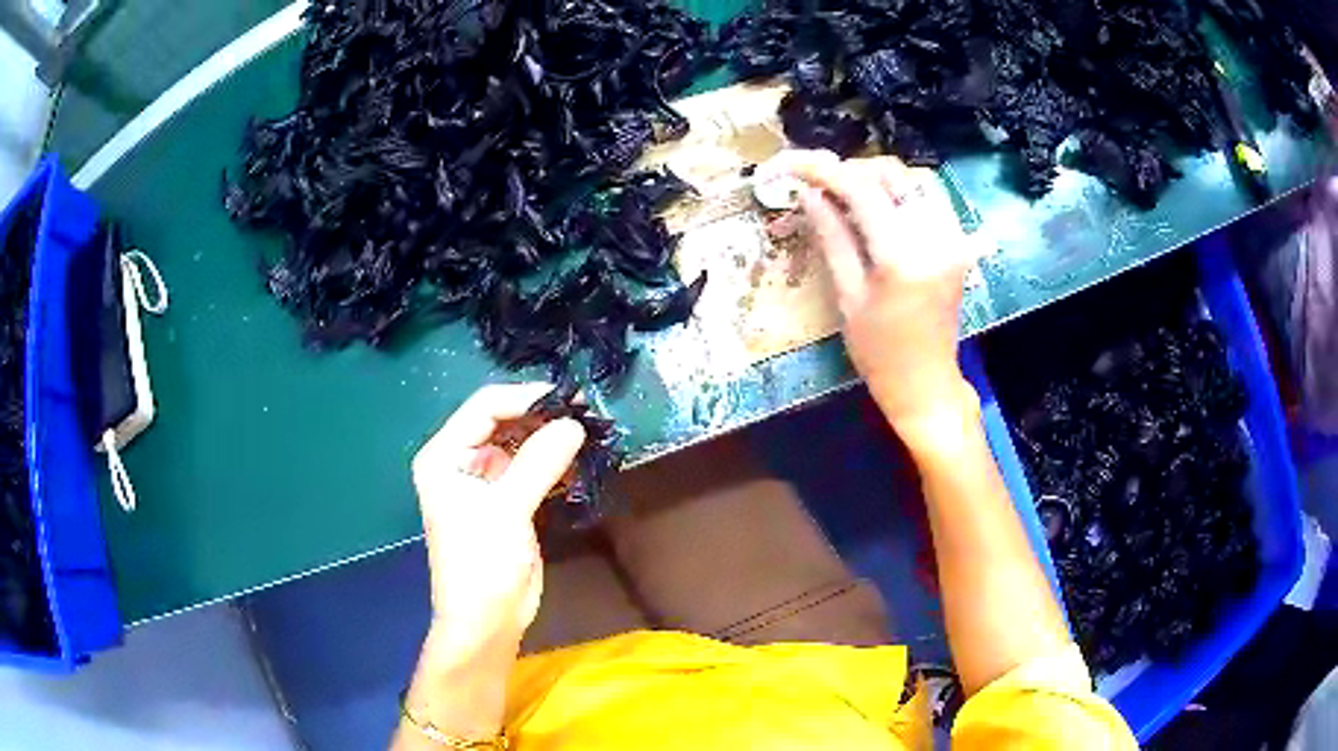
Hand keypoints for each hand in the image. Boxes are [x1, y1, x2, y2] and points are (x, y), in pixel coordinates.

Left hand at [411, 383, 585, 664]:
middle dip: (541, 417)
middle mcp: (461, 461)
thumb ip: (539, 462)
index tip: (569, 399)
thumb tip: (575, 423)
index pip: (484, 408)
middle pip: (503, 422)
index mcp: (444, 455)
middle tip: (586, 413)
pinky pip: (533, 469)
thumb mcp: (506, 509)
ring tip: (588, 433)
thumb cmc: (482, 562)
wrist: (488, 620)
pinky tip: (580, 462)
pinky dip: (555, 463)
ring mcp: (486, 482)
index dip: (525, 398)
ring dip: (551, 439)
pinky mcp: (509, 501)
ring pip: (521, 445)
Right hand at [782, 151, 980, 438]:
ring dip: (877, 179)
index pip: (861, 189)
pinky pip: (928, 199)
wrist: (927, 384)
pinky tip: (878, 210)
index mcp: (902, 256)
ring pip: (913, 181)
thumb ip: (832, 238)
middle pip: (893, 174)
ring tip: (846, 196)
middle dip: (852, 170)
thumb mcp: (848, 297)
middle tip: (820, 185)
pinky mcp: (957, 243)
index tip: (793, 164)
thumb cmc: (880, 353)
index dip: (823, 170)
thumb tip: (810, 194)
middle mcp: (935, 237)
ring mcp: (953, 238)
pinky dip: (899, 194)